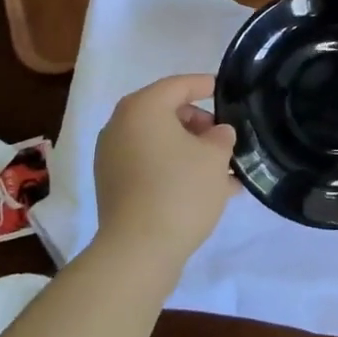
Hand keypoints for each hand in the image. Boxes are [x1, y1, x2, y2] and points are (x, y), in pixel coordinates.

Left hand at [93, 74, 237, 274]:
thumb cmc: (180, 191)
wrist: (138, 251)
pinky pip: (149, 164)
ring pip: (159, 142)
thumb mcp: (215, 157)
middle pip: (165, 112)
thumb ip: (221, 136)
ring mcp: (112, 157)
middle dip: (198, 123)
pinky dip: (173, 167)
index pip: (178, 85)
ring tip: (222, 167)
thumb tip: (217, 133)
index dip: (205, 85)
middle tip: (224, 137)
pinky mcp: (113, 185)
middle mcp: (121, 125)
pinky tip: (203, 188)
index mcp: (142, 108)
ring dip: (189, 149)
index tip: (225, 90)